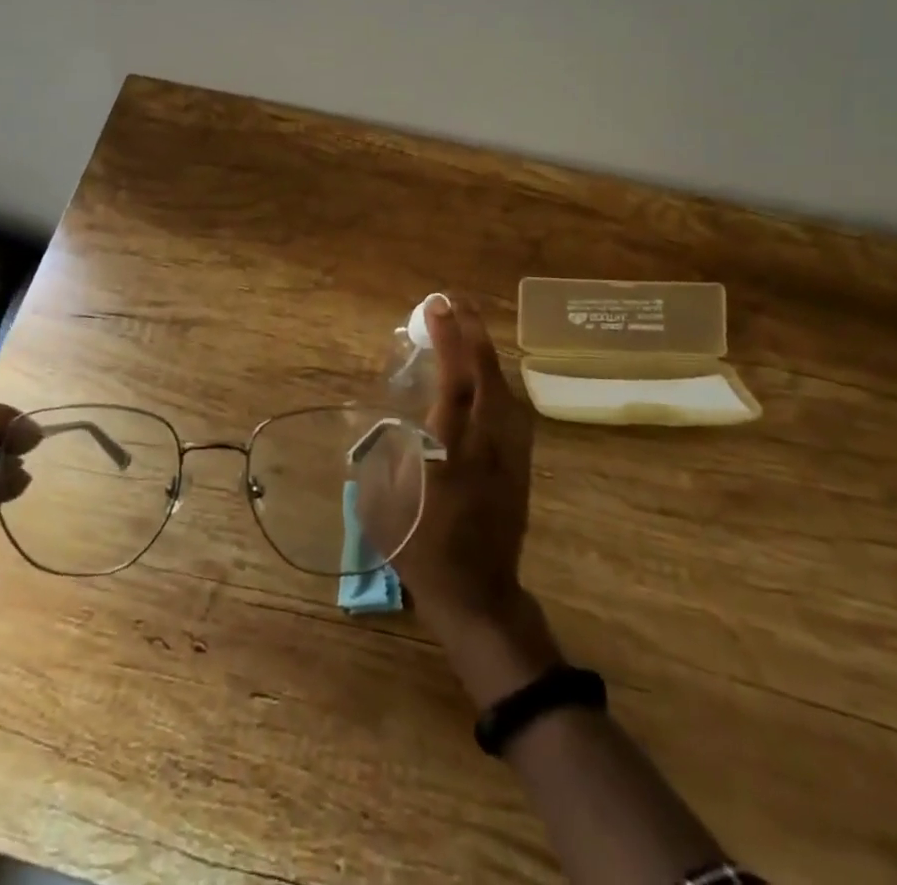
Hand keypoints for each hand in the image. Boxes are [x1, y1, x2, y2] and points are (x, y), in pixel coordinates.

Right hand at [378, 294, 563, 704]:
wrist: (480, 596)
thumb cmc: (423, 552)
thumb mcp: (384, 506)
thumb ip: (381, 455)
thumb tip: (374, 418)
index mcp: (450, 453)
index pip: (455, 384)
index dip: (448, 341)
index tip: (435, 306)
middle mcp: (487, 445)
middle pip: (488, 376)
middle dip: (472, 332)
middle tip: (453, 300)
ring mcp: (511, 454)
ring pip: (505, 388)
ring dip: (486, 351)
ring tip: (467, 325)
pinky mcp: (522, 464)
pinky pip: (512, 407)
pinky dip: (496, 378)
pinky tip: (484, 371)